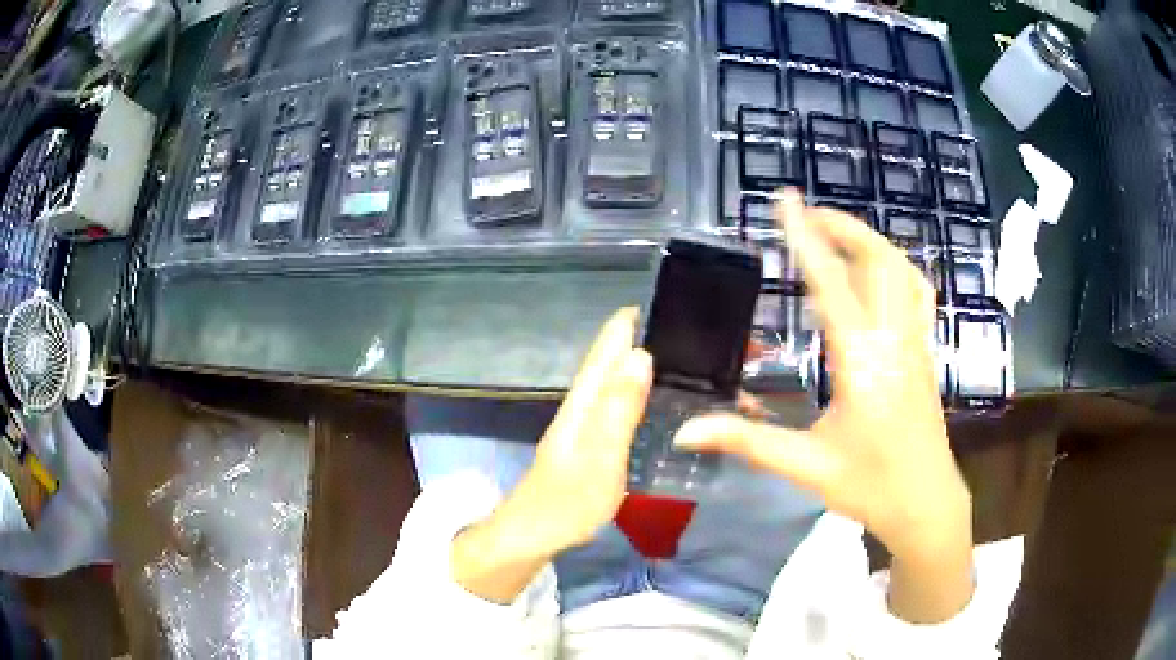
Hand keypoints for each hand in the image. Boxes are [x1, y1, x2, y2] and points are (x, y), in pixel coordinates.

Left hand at [452, 307, 652, 602]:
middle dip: (640, 335)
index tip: (665, 298)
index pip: (607, 348)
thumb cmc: (568, 500)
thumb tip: (641, 355)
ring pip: (612, 379)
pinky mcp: (588, 442)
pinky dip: (634, 388)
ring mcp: (583, 424)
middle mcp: (582, 404)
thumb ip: (620, 408)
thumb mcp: (601, 456)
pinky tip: (652, 394)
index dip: (630, 321)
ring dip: (638, 360)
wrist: (532, 534)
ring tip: (678, 351)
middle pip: (609, 359)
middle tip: (685, 323)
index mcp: (585, 401)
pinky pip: (615, 402)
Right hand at [675, 190, 973, 621]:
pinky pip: (916, 291)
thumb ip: (747, 442)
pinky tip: (879, 272)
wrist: (926, 503)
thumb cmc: (871, 487)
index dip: (805, 237)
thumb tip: (684, 432)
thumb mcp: (807, 466)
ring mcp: (916, 342)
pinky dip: (895, 266)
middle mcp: (893, 339)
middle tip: (806, 216)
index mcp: (861, 362)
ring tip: (836, 235)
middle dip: (842, 227)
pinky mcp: (925, 351)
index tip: (786, 201)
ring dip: (869, 242)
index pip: (830, 283)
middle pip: (877, 260)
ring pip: (901, 269)